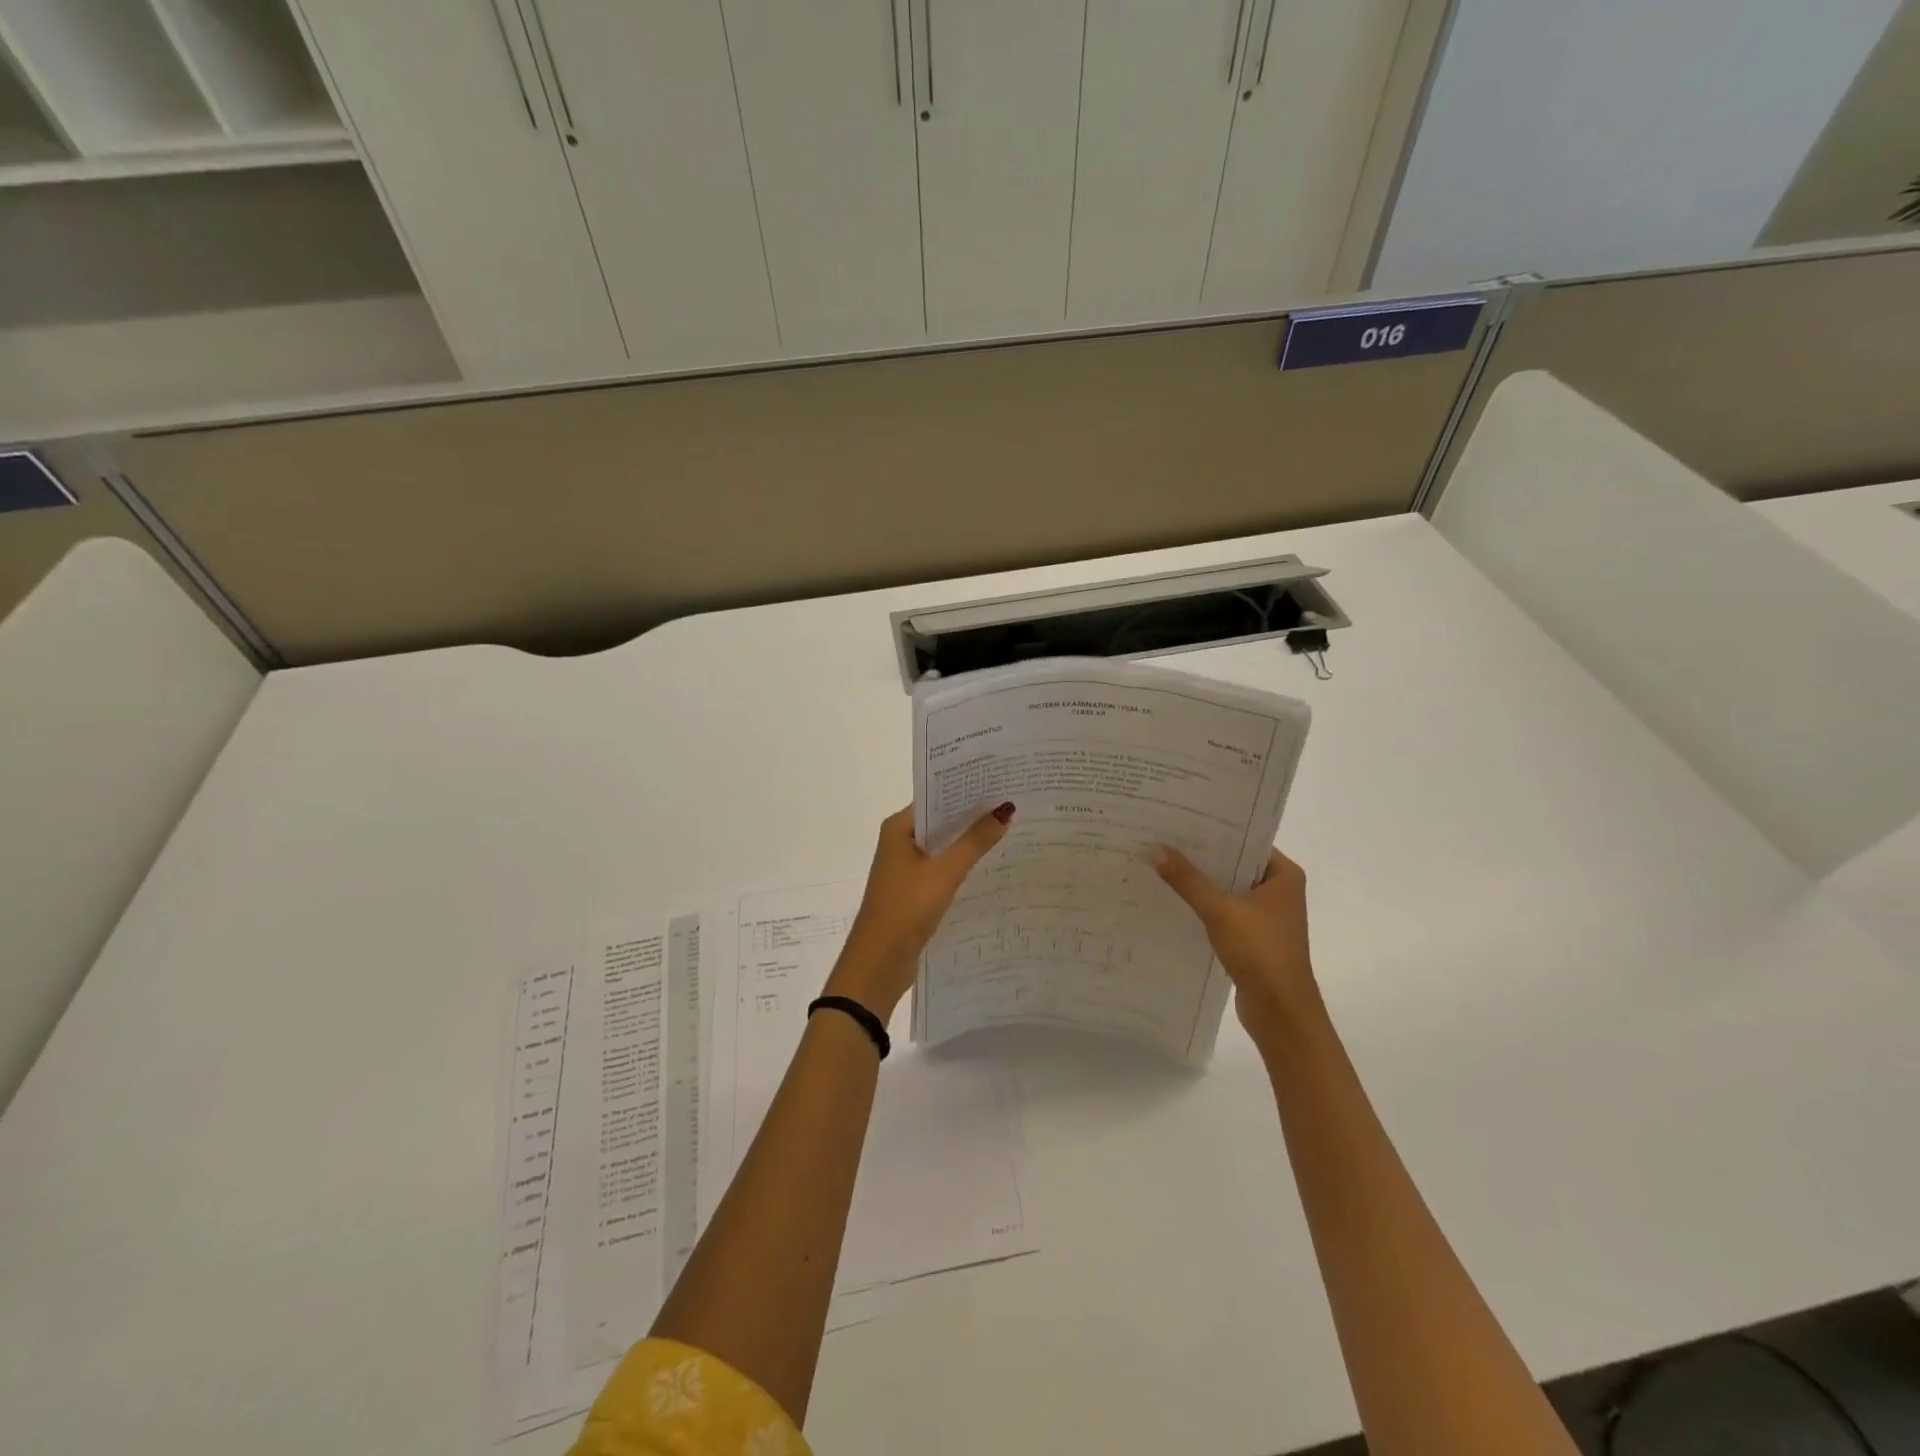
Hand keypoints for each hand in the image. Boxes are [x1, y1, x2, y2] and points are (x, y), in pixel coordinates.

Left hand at [824, 803, 1014, 1020]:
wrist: (879, 962)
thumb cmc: (907, 907)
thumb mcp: (945, 872)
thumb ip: (975, 841)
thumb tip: (1005, 810)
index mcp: (898, 828)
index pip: (935, 798)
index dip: (966, 790)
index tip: (1000, 782)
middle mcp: (900, 842)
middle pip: (941, 821)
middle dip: (973, 815)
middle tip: (1013, 803)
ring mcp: (906, 868)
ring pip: (944, 846)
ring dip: (969, 841)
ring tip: (1010, 829)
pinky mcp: (915, 891)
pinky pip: (943, 868)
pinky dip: (963, 864)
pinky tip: (990, 864)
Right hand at [1153, 845, 1317, 1050]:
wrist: (1281, 1012)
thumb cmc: (1260, 952)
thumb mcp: (1220, 910)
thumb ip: (1187, 880)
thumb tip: (1155, 849)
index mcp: (1284, 875)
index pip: (1247, 840)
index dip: (1215, 830)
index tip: (1180, 820)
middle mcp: (1279, 891)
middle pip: (1235, 864)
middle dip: (1202, 856)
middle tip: (1163, 838)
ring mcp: (1266, 915)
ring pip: (1228, 888)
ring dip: (1201, 882)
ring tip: (1162, 864)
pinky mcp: (1253, 937)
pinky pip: (1224, 911)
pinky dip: (1204, 906)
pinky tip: (1174, 899)